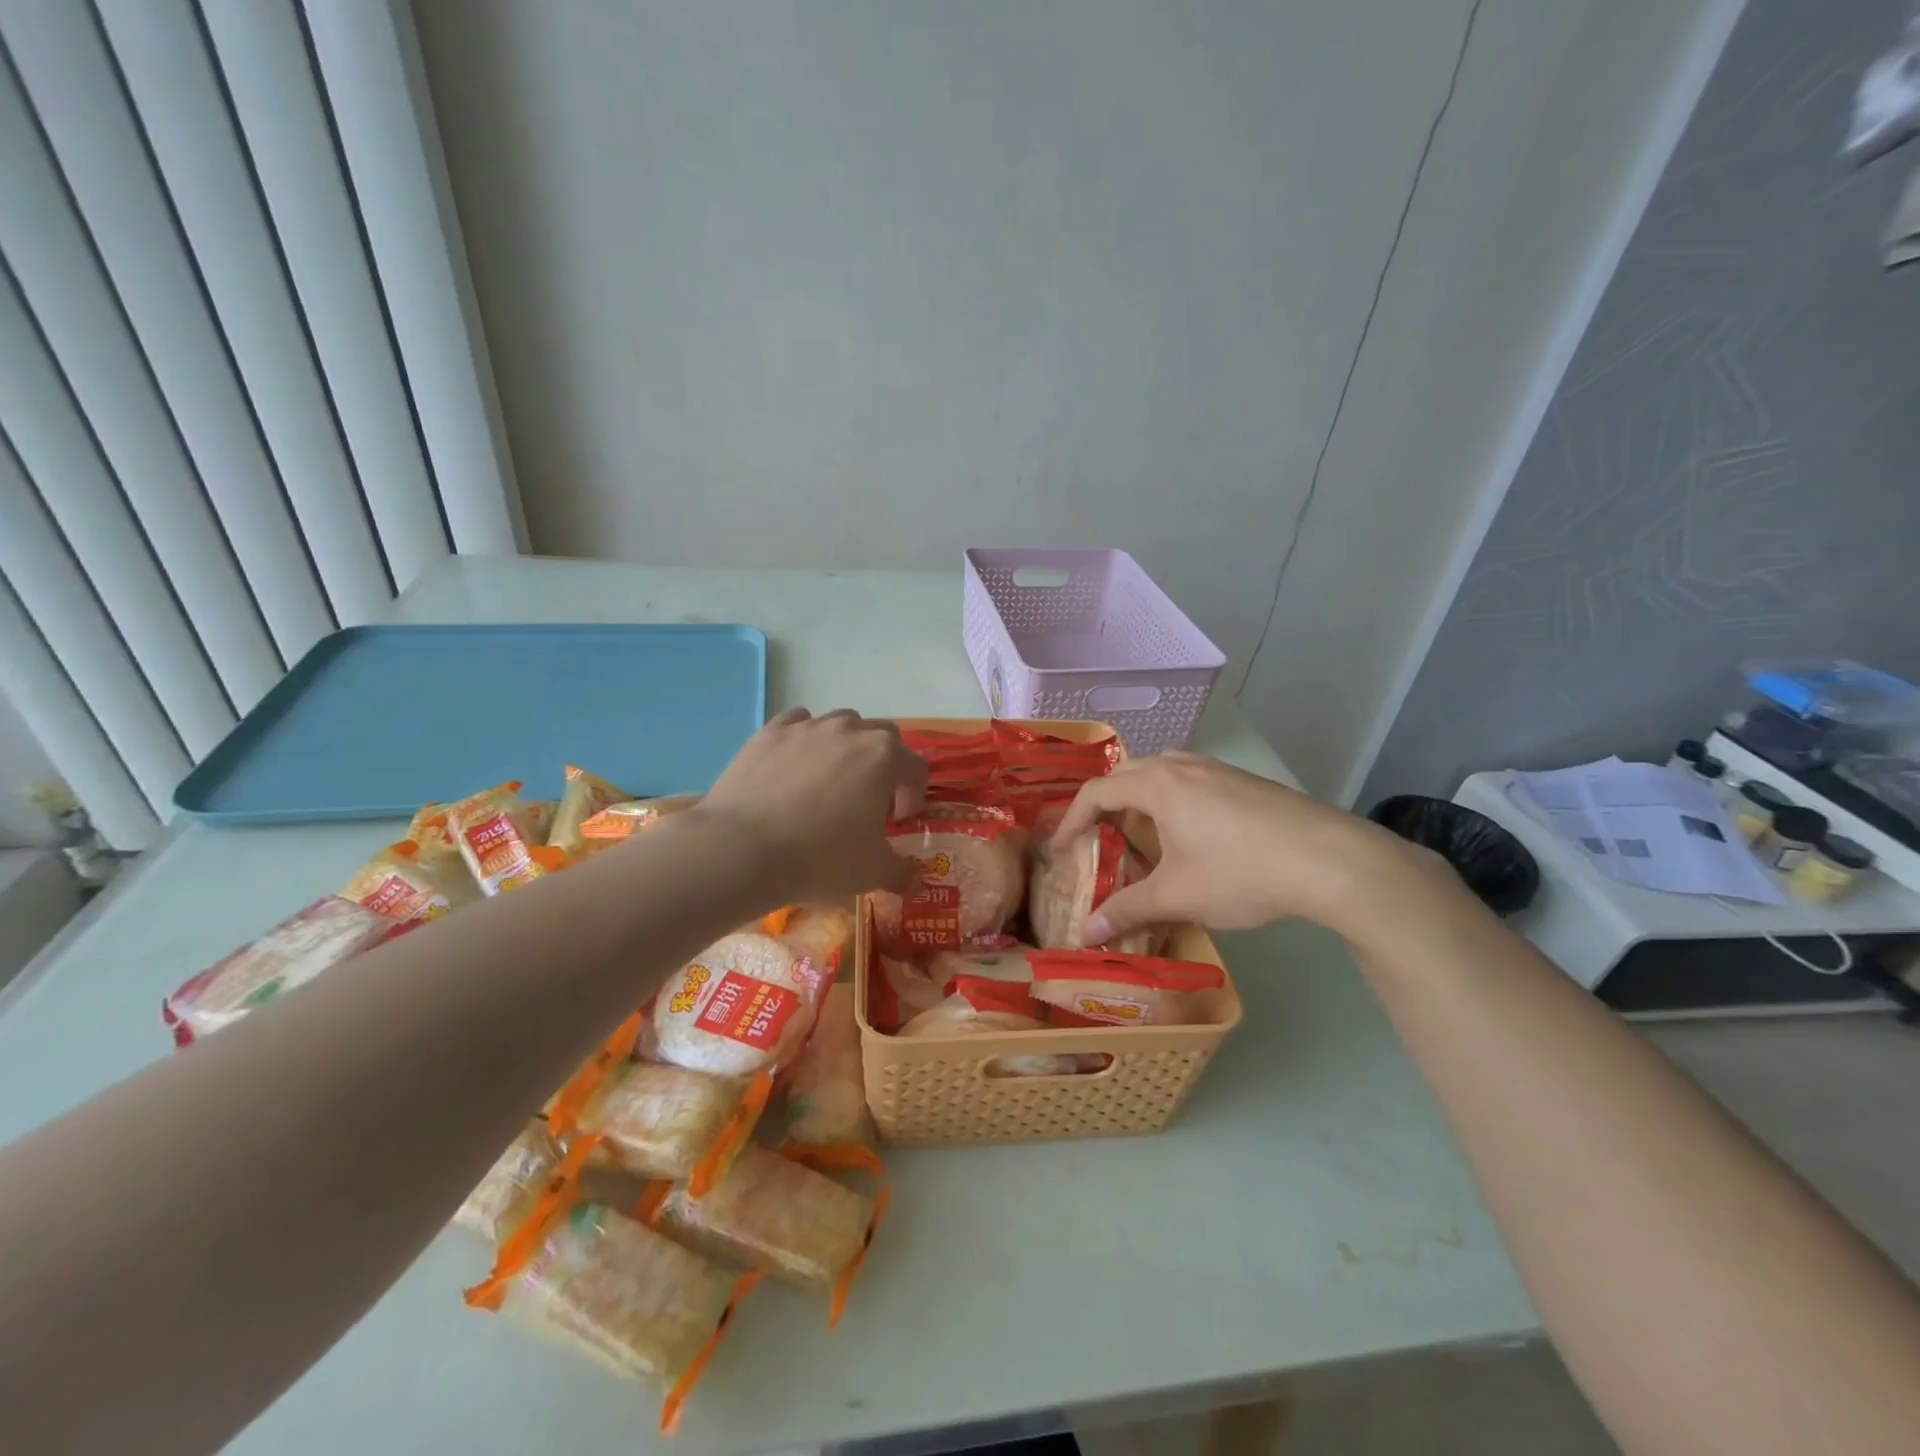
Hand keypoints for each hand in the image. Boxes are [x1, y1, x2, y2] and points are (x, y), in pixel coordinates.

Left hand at [687, 708, 928, 906]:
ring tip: (830, 782)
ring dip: (846, 748)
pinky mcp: (769, 732)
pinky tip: (794, 766)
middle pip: (883, 736)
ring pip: (841, 724)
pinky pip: (798, 723)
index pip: (916, 768)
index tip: (896, 822)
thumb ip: (902, 872)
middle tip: (868, 801)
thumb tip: (916, 879)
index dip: (913, 796)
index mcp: (885, 757)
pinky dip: (805, 739)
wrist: (742, 850)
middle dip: (885, 766)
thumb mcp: (872, 873)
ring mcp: (807, 727)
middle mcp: (850, 730)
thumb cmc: (821, 858)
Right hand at [1049, 752, 1449, 940]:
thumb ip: (1127, 911)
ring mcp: (1217, 769)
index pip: (1097, 792)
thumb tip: (1086, 935)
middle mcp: (1182, 766)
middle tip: (1095, 836)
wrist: (1330, 859)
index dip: (1071, 820)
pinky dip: (1171, 800)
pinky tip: (1189, 833)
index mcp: (1157, 785)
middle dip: (1104, 803)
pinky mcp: (1243, 781)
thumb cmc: (1240, 872)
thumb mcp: (1177, 896)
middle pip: (1127, 773)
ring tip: (1139, 832)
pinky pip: (1190, 780)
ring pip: (1162, 771)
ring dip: (1140, 797)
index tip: (1059, 849)